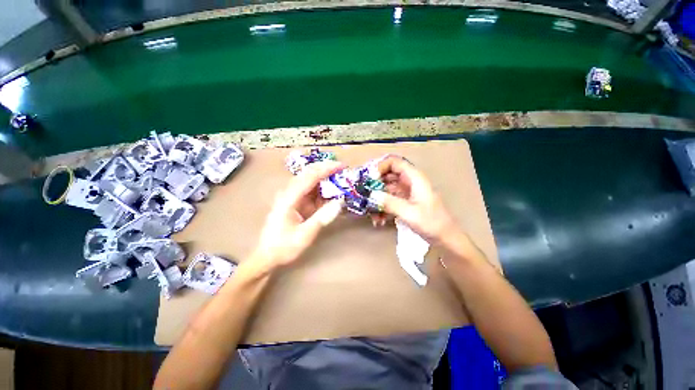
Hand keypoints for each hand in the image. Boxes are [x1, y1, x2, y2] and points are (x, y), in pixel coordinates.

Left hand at [250, 161, 344, 268]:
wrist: (267, 256)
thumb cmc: (283, 247)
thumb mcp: (304, 235)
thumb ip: (322, 218)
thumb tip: (340, 202)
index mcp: (289, 198)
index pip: (309, 176)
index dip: (326, 169)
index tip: (342, 166)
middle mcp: (289, 193)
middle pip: (309, 174)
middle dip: (326, 169)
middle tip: (343, 170)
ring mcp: (292, 197)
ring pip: (310, 181)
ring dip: (325, 180)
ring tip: (340, 181)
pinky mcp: (296, 202)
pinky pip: (311, 192)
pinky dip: (322, 191)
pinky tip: (331, 194)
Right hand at [376, 156, 455, 241]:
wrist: (445, 238)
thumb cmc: (431, 223)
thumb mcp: (409, 212)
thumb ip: (389, 202)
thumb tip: (370, 195)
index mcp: (414, 178)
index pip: (394, 162)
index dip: (379, 167)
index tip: (368, 179)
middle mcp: (409, 182)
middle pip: (387, 176)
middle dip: (375, 186)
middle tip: (364, 196)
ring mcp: (406, 193)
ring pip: (386, 190)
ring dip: (377, 201)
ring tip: (372, 215)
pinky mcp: (404, 203)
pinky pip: (389, 201)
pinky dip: (383, 209)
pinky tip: (379, 221)